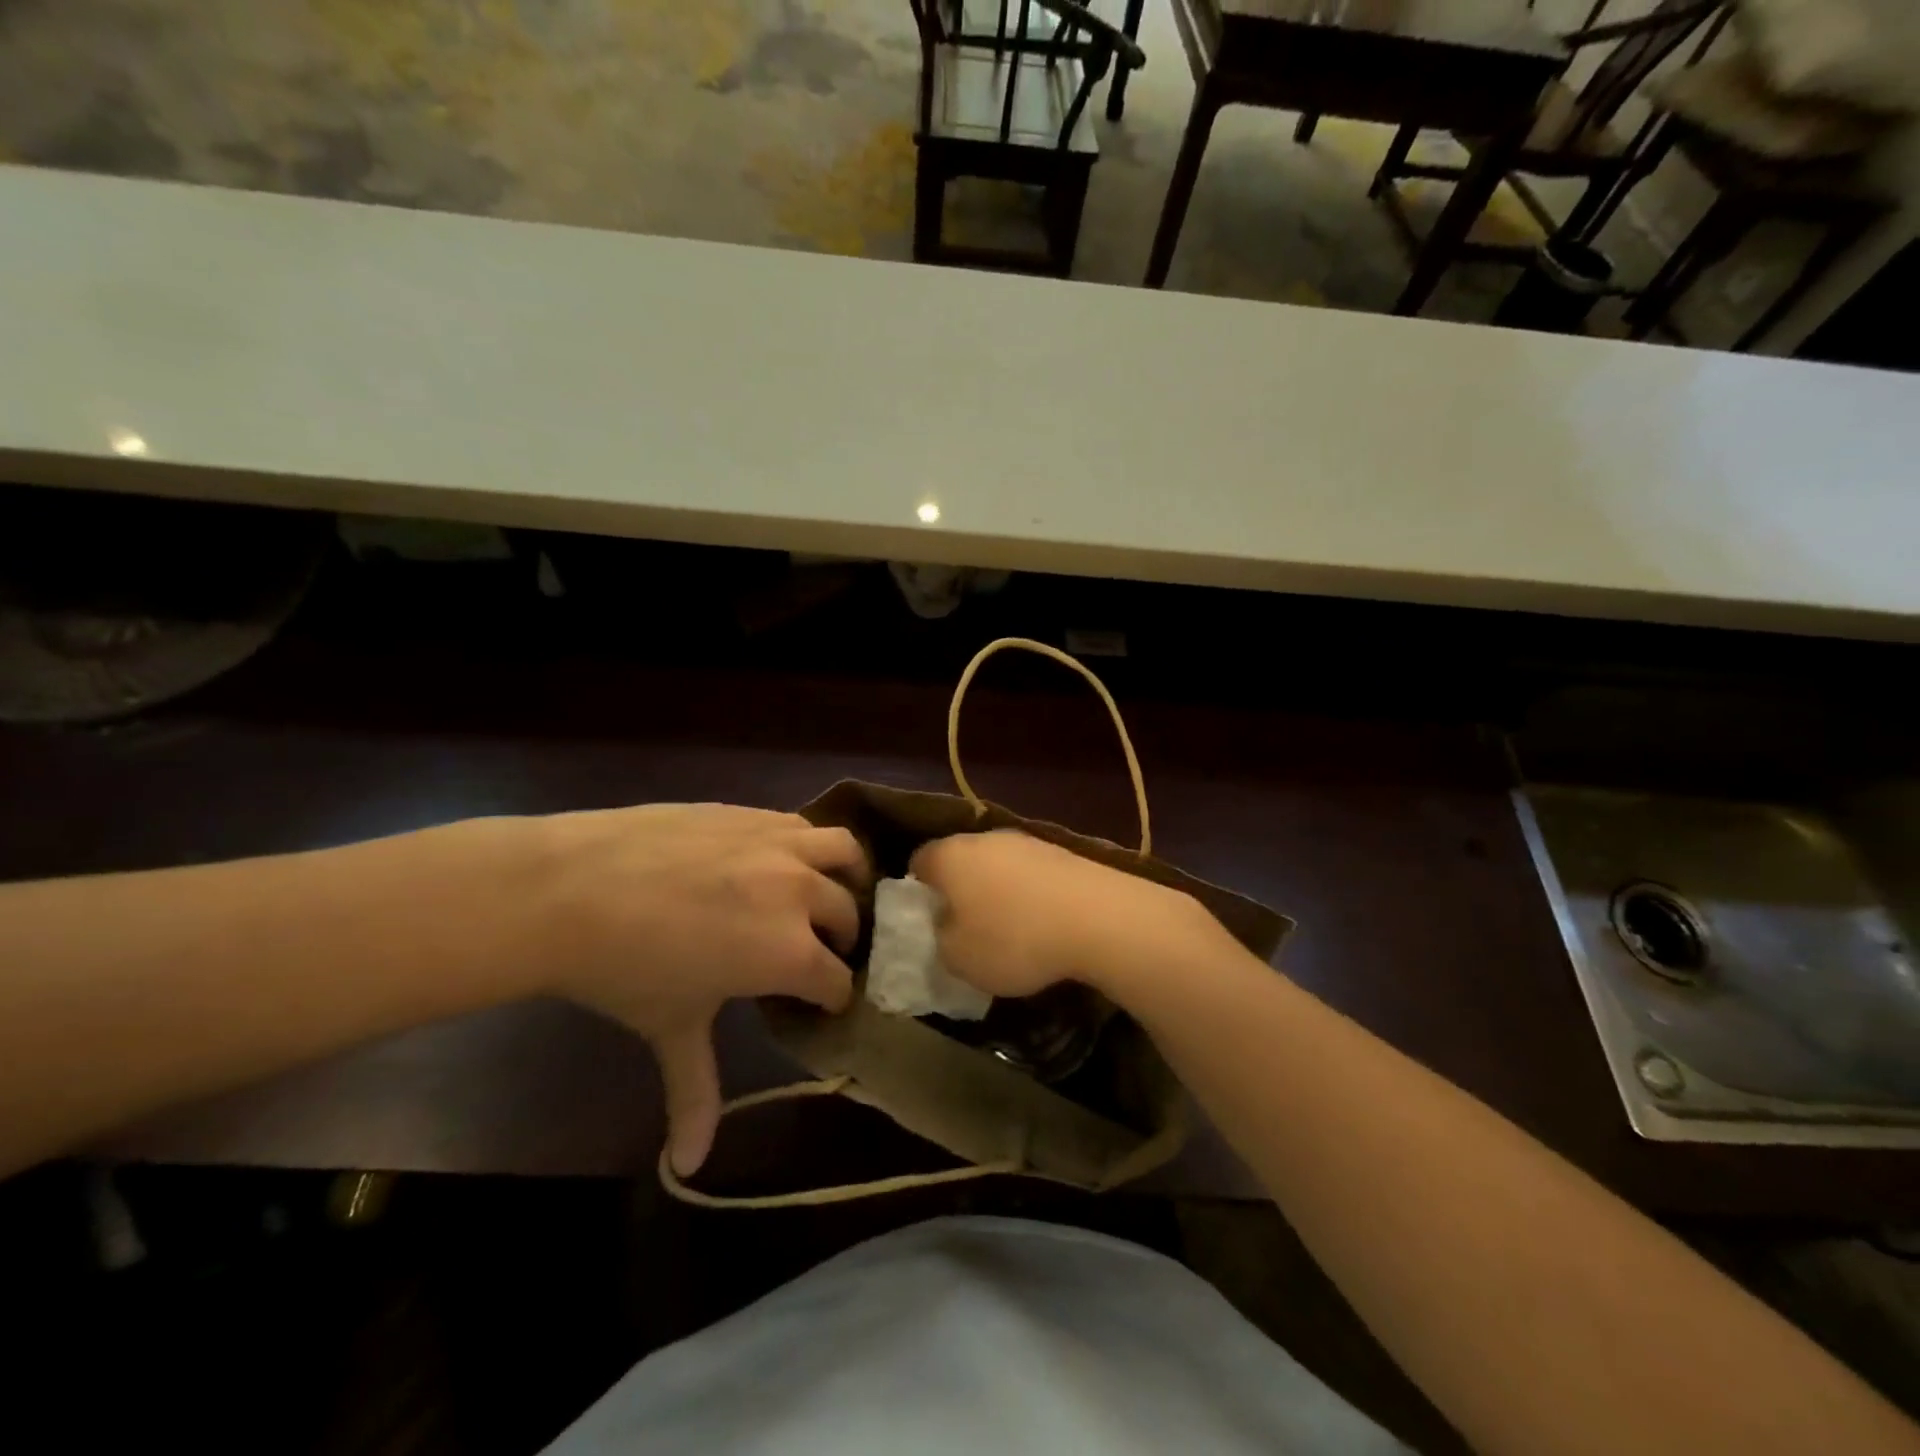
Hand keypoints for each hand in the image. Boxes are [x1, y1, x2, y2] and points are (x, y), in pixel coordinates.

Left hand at [532, 804, 868, 1175]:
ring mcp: (778, 844)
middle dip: (841, 940)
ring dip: (846, 875)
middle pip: (847, 916)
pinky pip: (803, 825)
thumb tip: (689, 1166)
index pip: (837, 981)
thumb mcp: (670, 1028)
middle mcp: (799, 892)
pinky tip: (781, 860)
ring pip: (843, 852)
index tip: (818, 1003)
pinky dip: (808, 845)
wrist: (568, 889)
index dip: (831, 998)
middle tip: (816, 951)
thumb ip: (694, 1093)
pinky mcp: (753, 813)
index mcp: (790, 952)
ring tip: (827, 888)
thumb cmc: (623, 969)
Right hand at [909, 830, 1215, 1001]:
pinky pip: (1031, 874)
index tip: (926, 919)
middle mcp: (985, 838)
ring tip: (1009, 931)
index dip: (917, 890)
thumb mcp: (959, 958)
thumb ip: (940, 940)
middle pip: (961, 860)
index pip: (919, 861)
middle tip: (964, 928)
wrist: (1099, 918)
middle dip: (959, 890)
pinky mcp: (1063, 852)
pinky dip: (1030, 895)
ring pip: (998, 865)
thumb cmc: (1014, 938)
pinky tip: (1043, 924)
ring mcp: (1028, 841)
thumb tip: (947, 927)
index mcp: (950, 855)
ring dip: (997, 892)